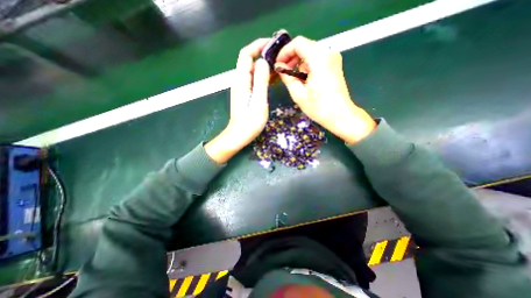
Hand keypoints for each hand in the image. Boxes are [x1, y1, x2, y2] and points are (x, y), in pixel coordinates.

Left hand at [204, 38, 269, 163]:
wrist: (239, 136)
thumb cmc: (249, 122)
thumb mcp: (258, 102)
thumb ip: (260, 81)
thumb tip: (263, 61)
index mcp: (241, 81)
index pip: (246, 55)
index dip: (257, 46)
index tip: (272, 45)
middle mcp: (240, 81)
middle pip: (249, 61)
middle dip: (263, 54)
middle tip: (280, 57)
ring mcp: (243, 88)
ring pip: (253, 70)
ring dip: (265, 66)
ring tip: (280, 67)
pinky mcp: (246, 94)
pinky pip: (254, 80)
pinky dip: (263, 76)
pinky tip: (273, 79)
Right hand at [276, 36, 374, 143]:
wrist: (340, 115)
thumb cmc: (319, 108)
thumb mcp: (299, 94)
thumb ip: (287, 77)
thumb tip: (279, 66)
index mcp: (319, 60)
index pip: (299, 43)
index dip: (285, 51)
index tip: (278, 63)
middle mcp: (328, 54)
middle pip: (305, 46)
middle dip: (291, 57)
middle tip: (284, 72)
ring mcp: (333, 59)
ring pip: (310, 53)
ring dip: (299, 63)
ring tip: (294, 79)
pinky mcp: (334, 65)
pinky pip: (316, 59)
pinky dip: (307, 66)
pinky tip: (304, 80)